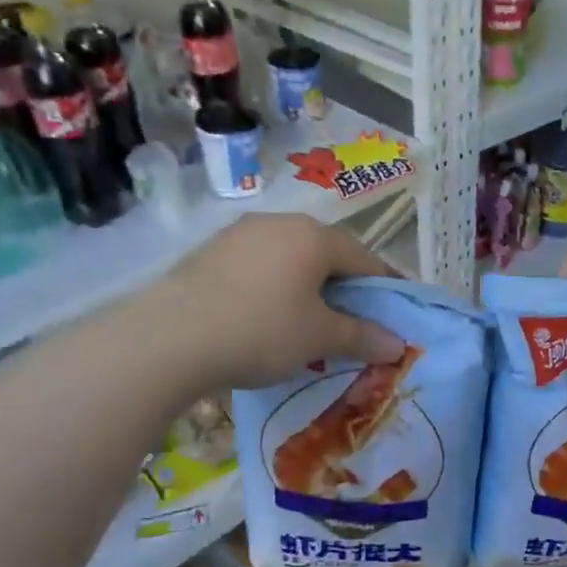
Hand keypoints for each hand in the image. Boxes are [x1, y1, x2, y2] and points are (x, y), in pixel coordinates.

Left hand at [151, 214, 405, 389]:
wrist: (169, 337)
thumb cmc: (260, 331)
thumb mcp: (319, 338)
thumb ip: (362, 337)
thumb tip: (398, 345)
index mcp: (315, 236)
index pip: (365, 258)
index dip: (386, 286)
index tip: (396, 312)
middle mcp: (280, 222)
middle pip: (327, 254)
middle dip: (345, 287)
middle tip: (352, 322)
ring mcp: (240, 233)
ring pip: (290, 258)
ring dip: (307, 286)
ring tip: (307, 321)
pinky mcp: (210, 251)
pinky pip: (259, 265)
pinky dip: (274, 287)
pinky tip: (264, 316)